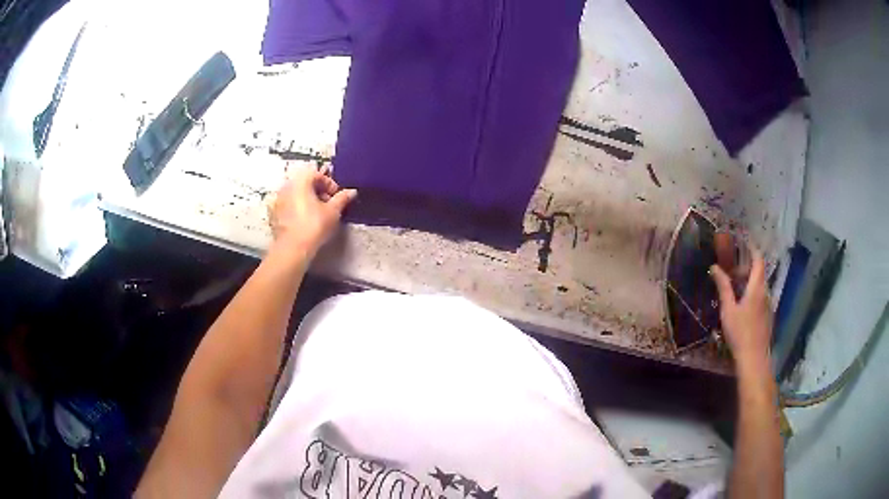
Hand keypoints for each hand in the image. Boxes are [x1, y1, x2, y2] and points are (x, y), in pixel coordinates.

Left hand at [268, 166, 356, 258]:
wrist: (293, 248)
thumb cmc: (314, 225)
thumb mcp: (333, 211)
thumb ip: (342, 198)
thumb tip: (352, 191)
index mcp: (301, 181)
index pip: (317, 175)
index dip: (330, 184)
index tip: (337, 196)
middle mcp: (287, 187)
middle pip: (305, 184)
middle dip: (318, 192)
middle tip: (329, 204)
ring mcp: (278, 200)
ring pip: (296, 195)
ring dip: (307, 200)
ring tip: (318, 214)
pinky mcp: (274, 214)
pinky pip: (288, 206)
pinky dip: (297, 209)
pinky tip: (305, 221)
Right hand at [710, 246, 773, 369]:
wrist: (754, 358)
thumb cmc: (740, 333)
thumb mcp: (728, 310)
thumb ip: (723, 287)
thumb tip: (715, 267)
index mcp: (757, 287)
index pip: (758, 260)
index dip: (752, 249)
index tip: (743, 243)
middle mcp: (765, 292)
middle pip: (760, 272)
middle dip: (747, 266)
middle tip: (733, 268)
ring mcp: (768, 305)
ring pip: (760, 285)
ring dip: (749, 280)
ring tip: (735, 286)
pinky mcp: (767, 316)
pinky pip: (761, 297)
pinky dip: (752, 292)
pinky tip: (742, 304)